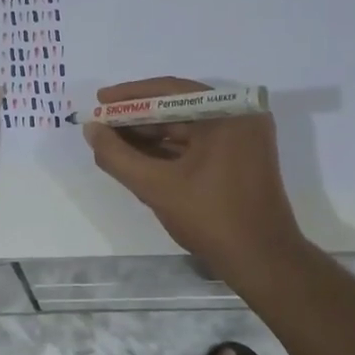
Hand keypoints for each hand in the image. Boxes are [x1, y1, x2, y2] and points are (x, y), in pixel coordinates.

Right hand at [83, 76, 306, 276]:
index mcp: (227, 113)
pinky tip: (138, 156)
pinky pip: (198, 143)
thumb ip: (118, 156)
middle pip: (178, 107)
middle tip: (102, 124)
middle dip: (138, 117)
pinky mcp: (241, 158)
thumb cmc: (212, 218)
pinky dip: (168, 149)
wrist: (262, 262)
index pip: (170, 91)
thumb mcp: (156, 187)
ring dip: (150, 134)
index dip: (130, 96)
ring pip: (186, 127)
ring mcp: (243, 138)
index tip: (99, 102)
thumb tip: (91, 129)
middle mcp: (239, 117)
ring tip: (112, 141)